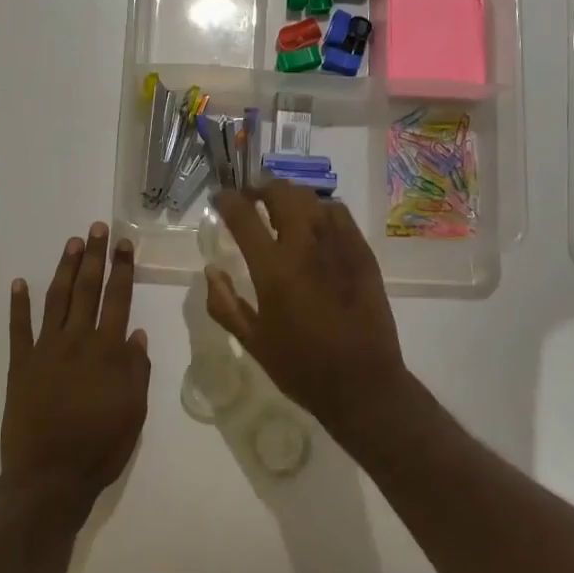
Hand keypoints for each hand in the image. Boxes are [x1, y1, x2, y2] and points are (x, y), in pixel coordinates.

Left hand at [0, 223, 150, 518]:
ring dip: (65, 270)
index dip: (122, 270)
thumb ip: (136, 369)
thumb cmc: (100, 447)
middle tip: (97, 229)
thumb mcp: (134, 412)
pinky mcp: (20, 366)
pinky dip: (18, 305)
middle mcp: (76, 342)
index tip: (124, 244)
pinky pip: (18, 329)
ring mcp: (45, 351)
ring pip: (56, 300)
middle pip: (87, 290)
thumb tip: (135, 333)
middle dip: (94, 257)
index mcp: (107, 353)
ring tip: (72, 243)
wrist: (49, 479)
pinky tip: (19, 282)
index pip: (117, 300)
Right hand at [206, 184, 409, 433]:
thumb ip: (225, 303)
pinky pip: (339, 213)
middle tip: (251, 199)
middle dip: (260, 188)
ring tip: (281, 209)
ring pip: (311, 198)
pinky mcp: (362, 252)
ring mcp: (339, 245)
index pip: (243, 215)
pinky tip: (315, 225)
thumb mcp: (252, 341)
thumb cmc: (301, 367)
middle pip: (281, 193)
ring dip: (290, 197)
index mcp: (273, 269)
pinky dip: (320, 210)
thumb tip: (211, 270)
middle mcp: (305, 246)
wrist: (362, 383)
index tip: (219, 198)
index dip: (227, 200)